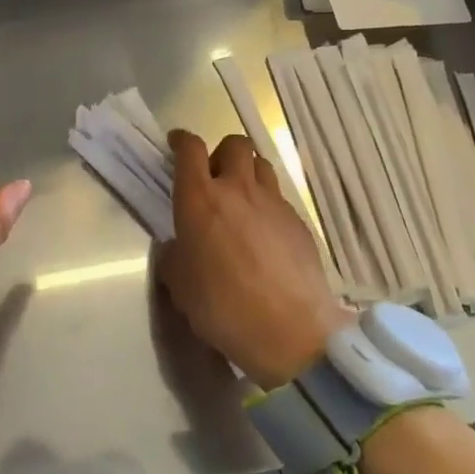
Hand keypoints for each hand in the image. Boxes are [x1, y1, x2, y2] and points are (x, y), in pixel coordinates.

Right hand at [158, 131, 348, 391]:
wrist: (290, 332)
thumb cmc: (223, 307)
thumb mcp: (180, 285)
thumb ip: (175, 255)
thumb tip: (179, 246)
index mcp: (199, 198)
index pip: (190, 149)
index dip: (181, 141)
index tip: (176, 145)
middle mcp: (237, 189)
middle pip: (234, 144)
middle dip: (221, 153)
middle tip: (214, 177)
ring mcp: (273, 203)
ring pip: (261, 165)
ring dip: (248, 173)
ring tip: (242, 199)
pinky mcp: (299, 222)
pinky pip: (280, 198)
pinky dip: (268, 205)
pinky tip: (266, 234)